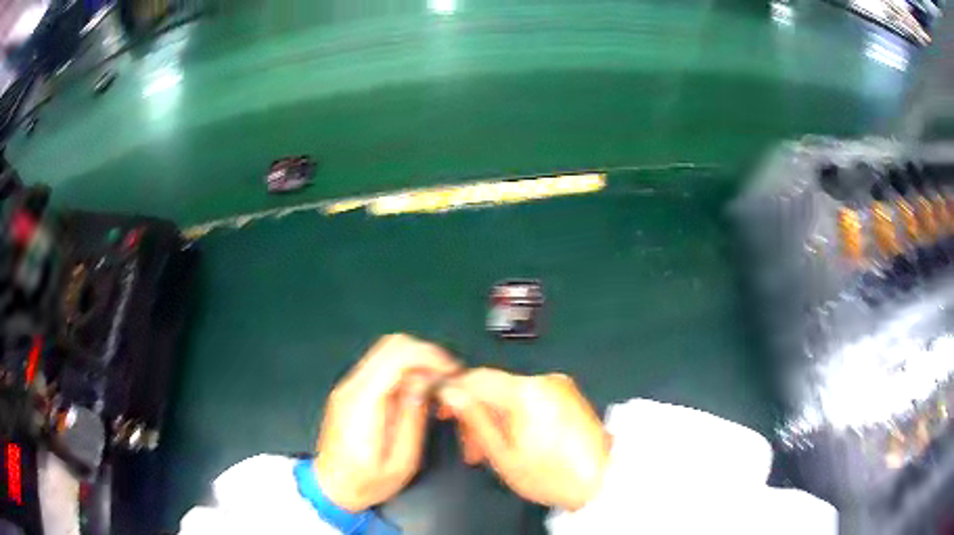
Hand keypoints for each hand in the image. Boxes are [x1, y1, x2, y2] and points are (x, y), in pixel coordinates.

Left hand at [314, 334, 459, 511]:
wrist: (330, 488)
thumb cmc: (366, 482)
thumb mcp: (401, 461)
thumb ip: (413, 418)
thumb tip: (425, 381)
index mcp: (363, 403)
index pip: (397, 356)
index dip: (430, 356)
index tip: (452, 373)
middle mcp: (352, 387)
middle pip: (391, 345)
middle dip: (426, 354)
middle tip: (447, 377)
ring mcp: (348, 386)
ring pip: (386, 351)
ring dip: (416, 360)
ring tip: (436, 384)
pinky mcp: (350, 391)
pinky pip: (380, 366)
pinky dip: (404, 369)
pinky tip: (417, 391)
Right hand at [438, 368, 610, 510]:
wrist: (601, 483)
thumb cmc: (551, 475)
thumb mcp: (503, 454)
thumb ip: (475, 420)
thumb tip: (451, 393)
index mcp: (526, 392)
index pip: (477, 378)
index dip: (455, 392)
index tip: (442, 412)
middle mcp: (544, 380)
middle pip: (495, 387)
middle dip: (477, 414)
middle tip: (470, 448)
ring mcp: (560, 386)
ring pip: (512, 395)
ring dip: (496, 418)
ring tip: (492, 452)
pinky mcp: (569, 396)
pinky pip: (531, 399)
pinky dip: (516, 415)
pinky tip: (515, 440)